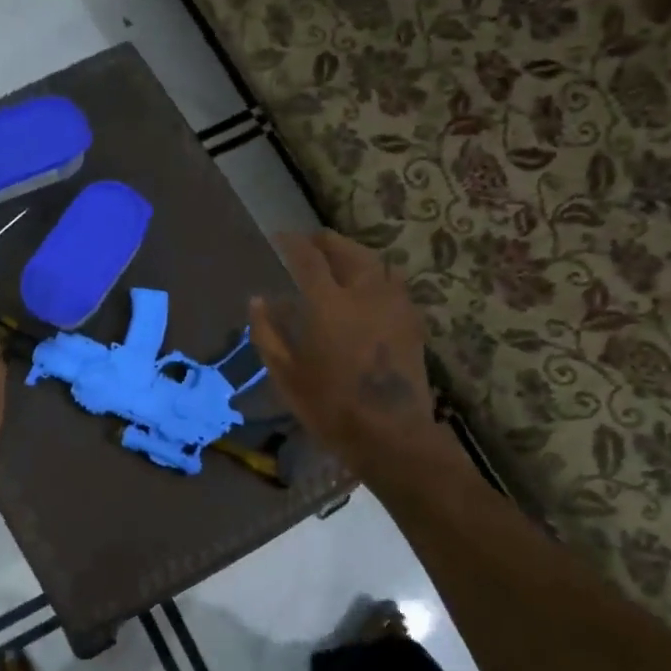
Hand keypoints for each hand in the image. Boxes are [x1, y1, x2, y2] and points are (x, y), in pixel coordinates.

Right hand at [250, 231, 438, 470]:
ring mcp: (394, 305)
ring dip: (356, 253)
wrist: (390, 433)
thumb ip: (267, 333)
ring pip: (377, 262)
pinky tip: (369, 287)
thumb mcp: (285, 374)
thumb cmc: (329, 406)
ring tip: (341, 258)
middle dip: (327, 241)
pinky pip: (394, 283)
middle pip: (348, 251)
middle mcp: (365, 293)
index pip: (308, 258)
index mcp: (328, 304)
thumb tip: (257, 300)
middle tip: (311, 242)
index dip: (292, 244)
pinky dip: (377, 274)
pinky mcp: (412, 321)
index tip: (280, 237)